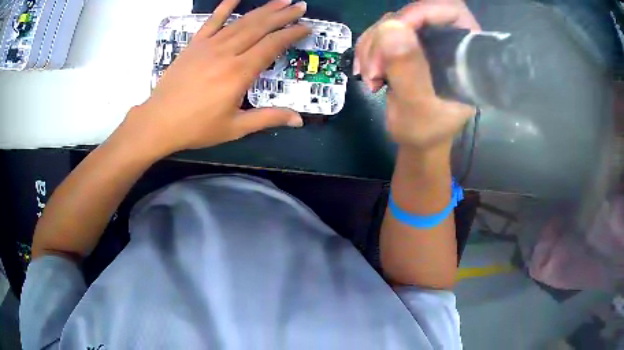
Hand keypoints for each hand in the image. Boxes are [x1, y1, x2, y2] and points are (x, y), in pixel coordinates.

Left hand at [130, 0, 309, 155]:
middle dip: (283, 15)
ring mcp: (209, 45)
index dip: (291, 34)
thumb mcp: (235, 127)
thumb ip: (268, 118)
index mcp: (239, 73)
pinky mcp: (194, 44)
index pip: (272, 45)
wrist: (159, 122)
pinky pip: (211, 21)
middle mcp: (227, 53)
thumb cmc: (196, 127)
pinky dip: (224, 6)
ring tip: (280, 0)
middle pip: (260, 27)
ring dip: (263, 9)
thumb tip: (299, 120)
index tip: (306, 27)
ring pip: (241, 21)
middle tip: (300, 6)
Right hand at [355, 1, 477, 149]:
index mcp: (466, 54)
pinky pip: (382, 33)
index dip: (421, 13)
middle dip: (385, 37)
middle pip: (414, 13)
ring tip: (370, 76)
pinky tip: (367, 71)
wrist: (417, 140)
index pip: (450, 11)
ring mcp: (428, 42)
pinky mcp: (410, 46)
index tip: (394, 34)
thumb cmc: (426, 131)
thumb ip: (409, 71)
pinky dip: (368, 49)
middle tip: (374, 69)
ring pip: (393, 22)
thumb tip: (391, 28)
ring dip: (372, 46)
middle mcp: (449, 41)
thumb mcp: (418, 107)